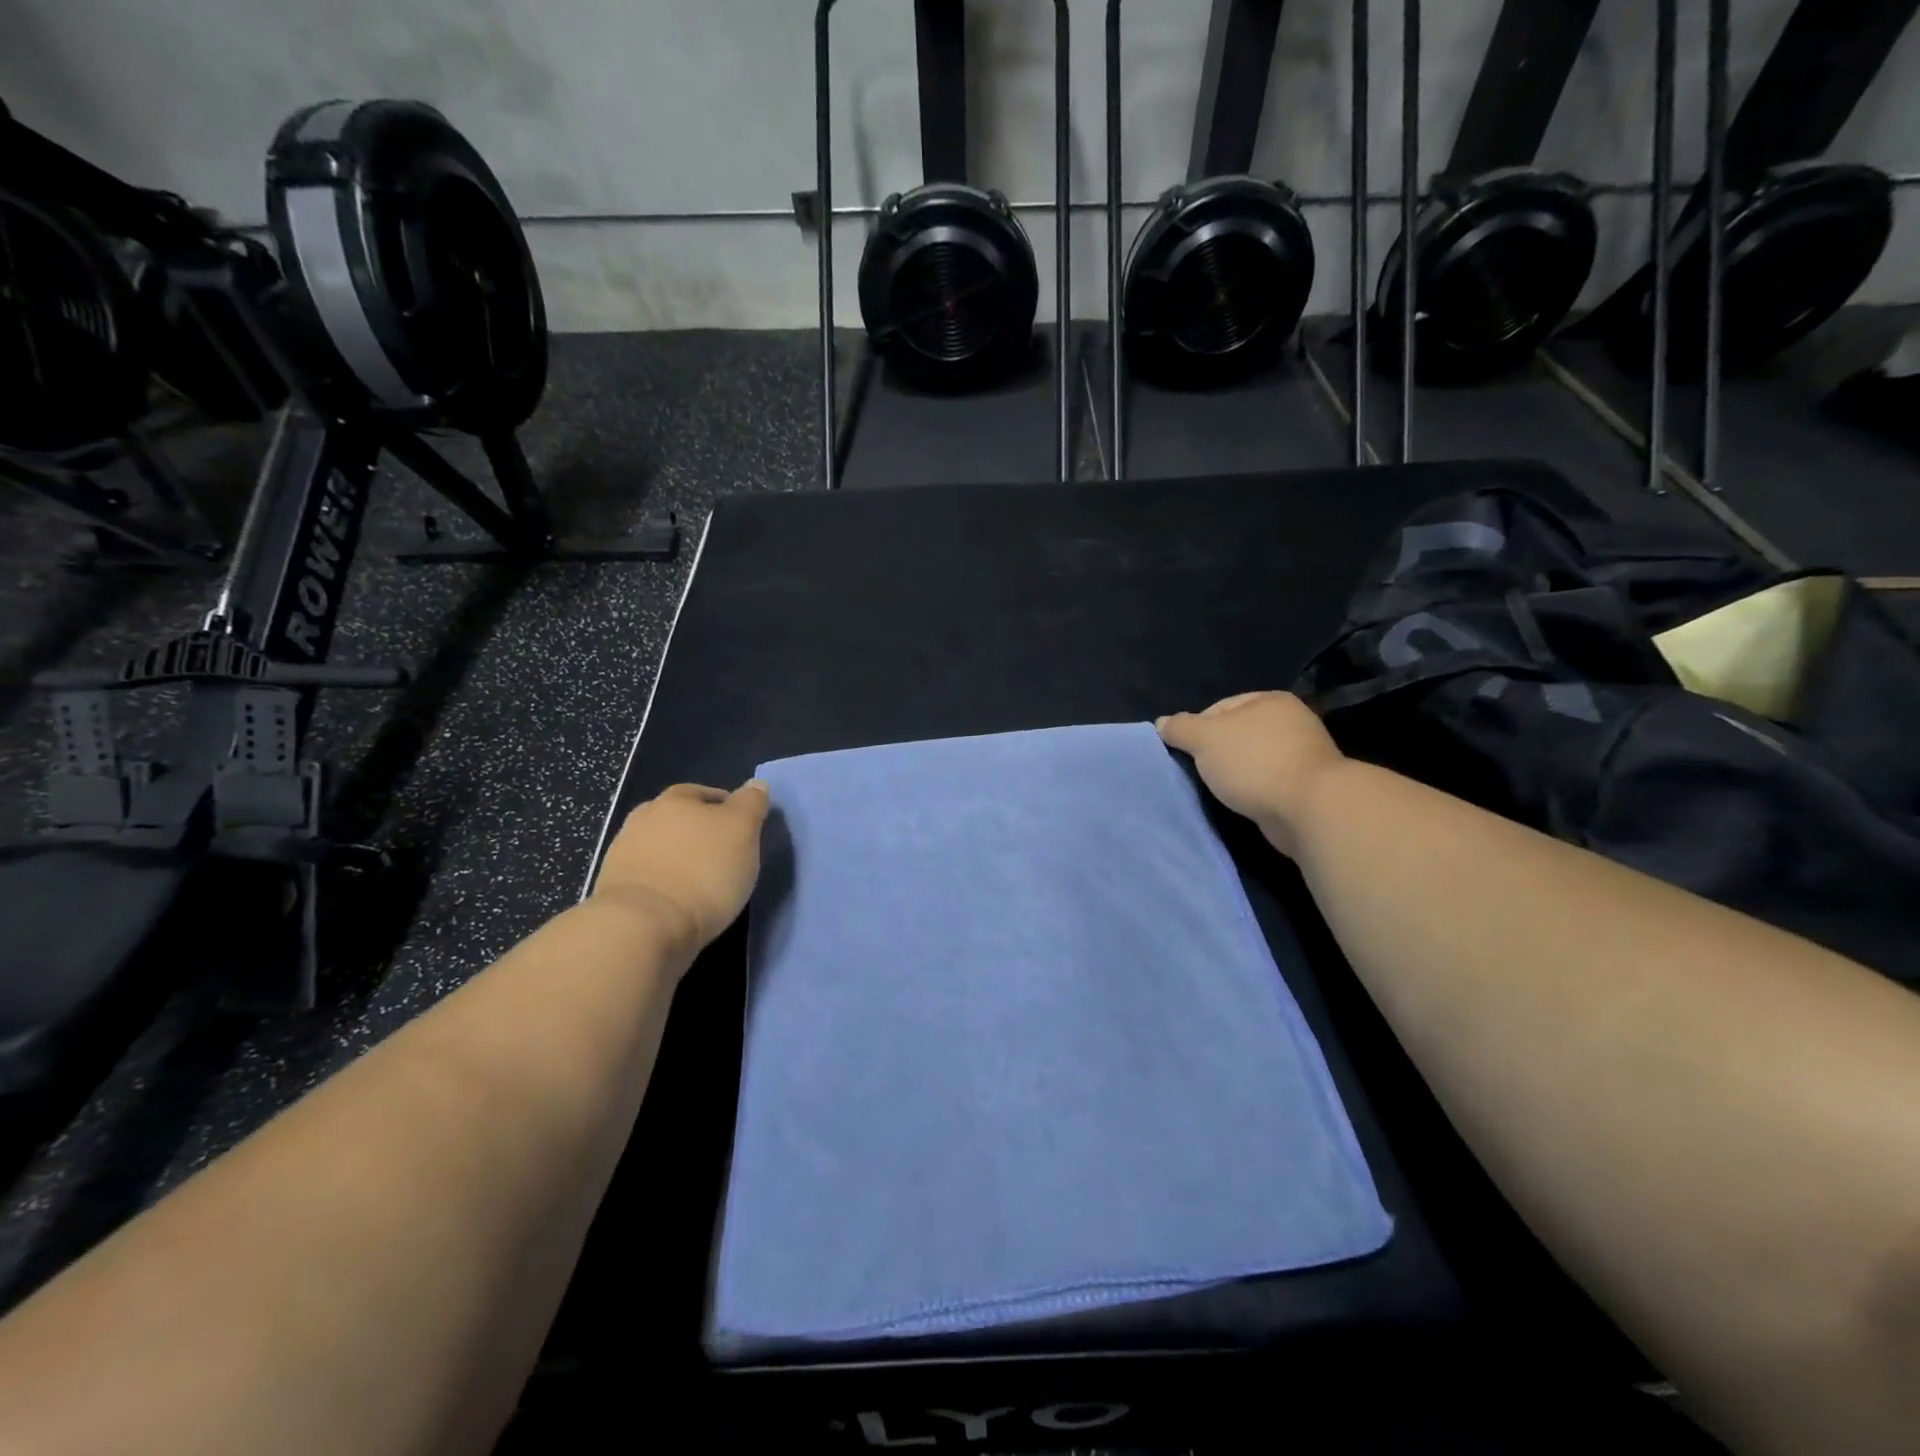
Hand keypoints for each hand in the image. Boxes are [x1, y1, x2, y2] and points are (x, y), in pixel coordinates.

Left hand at [591, 781, 770, 961]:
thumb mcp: (742, 831)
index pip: (705, 793)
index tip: (742, 832)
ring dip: (679, 859)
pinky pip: (648, 877)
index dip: (726, 809)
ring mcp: (623, 853)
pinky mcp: (614, 888)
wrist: (642, 926)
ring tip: (701, 882)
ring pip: (661, 848)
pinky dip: (664, 883)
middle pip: (679, 819)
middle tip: (723, 856)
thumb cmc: (702, 872)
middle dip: (699, 833)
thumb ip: (750, 804)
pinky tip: (678, 900)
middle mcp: (644, 818)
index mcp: (675, 799)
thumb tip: (755, 784)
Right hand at [1157, 692, 1345, 857]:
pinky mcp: (1307, 785)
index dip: (1196, 729)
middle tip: (1199, 773)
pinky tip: (1243, 802)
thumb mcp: (1205, 739)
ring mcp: (1302, 754)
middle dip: (1216, 754)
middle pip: (1236, 734)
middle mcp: (1290, 721)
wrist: (1310, 808)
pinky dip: (1253, 791)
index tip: (1186, 754)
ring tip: (1220, 791)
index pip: (1219, 708)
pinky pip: (1267, 783)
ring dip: (1235, 775)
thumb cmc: (1254, 762)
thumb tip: (1162, 724)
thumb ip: (1180, 728)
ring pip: (1252, 760)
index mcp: (1269, 700)